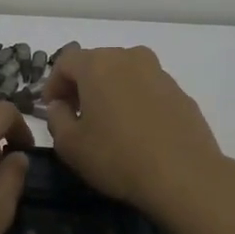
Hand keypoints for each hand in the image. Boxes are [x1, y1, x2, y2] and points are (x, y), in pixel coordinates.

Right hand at [42, 46, 232, 223]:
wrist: (184, 175)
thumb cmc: (117, 156)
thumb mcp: (70, 145)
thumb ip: (56, 118)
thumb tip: (61, 106)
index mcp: (98, 64)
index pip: (65, 62)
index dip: (53, 84)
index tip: (51, 108)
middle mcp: (129, 58)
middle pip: (96, 63)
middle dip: (81, 85)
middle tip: (76, 114)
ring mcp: (159, 73)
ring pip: (124, 74)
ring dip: (110, 91)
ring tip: (107, 122)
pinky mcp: (180, 92)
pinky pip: (147, 89)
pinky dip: (135, 101)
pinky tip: (136, 131)